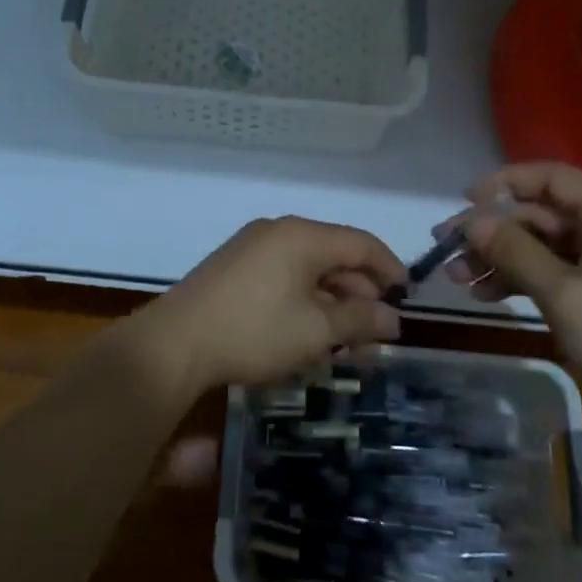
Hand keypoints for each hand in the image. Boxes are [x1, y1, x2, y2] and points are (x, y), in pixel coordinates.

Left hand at [122, 217, 406, 400]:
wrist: (175, 344)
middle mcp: (278, 232)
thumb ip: (360, 320)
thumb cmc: (254, 332)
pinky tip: (309, 339)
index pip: (362, 243)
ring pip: (308, 273)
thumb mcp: (316, 330)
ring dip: (332, 307)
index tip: (406, 299)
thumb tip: (393, 318)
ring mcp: (252, 249)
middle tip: (375, 338)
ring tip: (345, 349)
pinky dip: (304, 305)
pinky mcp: (234, 270)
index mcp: (302, 236)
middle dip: (359, 298)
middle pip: (335, 257)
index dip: (390, 269)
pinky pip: (283, 279)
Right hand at [446, 162, 581, 428]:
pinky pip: (559, 270)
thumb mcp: (564, 295)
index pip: (551, 177)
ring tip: (457, 279)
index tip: (464, 201)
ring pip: (545, 245)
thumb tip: (472, 221)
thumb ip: (515, 252)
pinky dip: (525, 279)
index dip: (504, 182)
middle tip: (446, 250)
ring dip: (502, 258)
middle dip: (493, 232)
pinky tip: (489, 295)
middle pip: (542, 214)